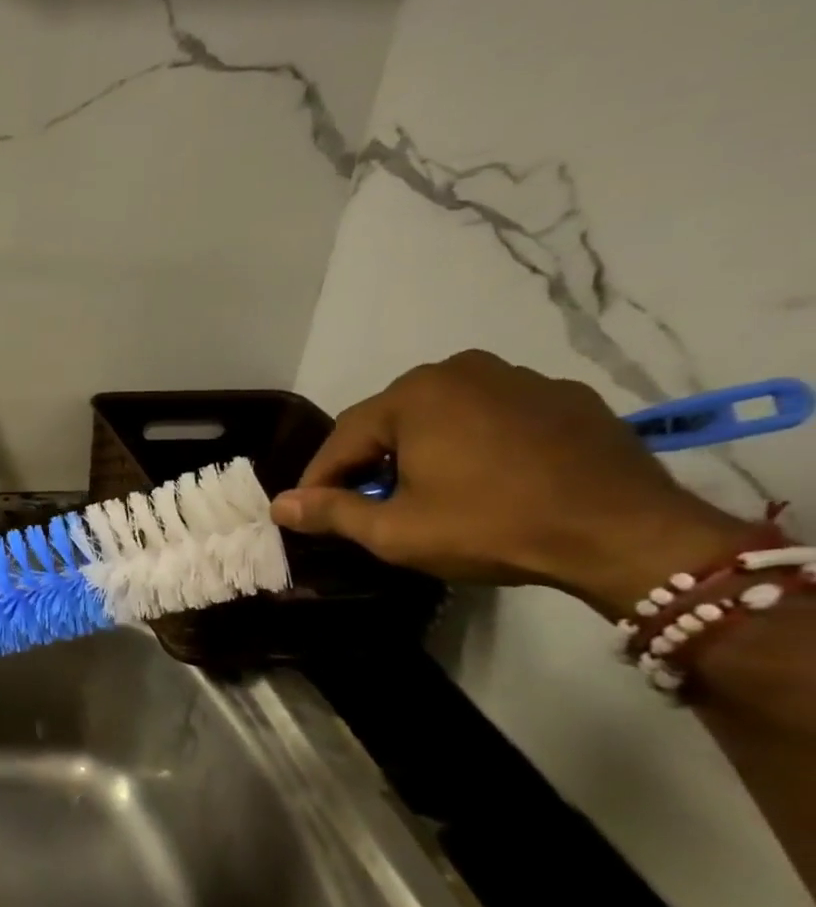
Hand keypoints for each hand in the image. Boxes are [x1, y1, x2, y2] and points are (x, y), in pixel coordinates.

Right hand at [270, 351, 752, 615]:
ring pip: (445, 415)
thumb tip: (278, 506)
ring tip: (427, 491)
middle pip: (393, 420)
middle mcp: (462, 370)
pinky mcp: (569, 399)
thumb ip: (330, 512)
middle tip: (368, 503)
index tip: (310, 510)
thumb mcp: (395, 530)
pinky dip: (477, 443)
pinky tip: (486, 479)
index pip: (345, 438)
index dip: (322, 478)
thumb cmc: (492, 526)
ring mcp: (522, 379)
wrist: (628, 536)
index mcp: (414, 394)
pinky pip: (496, 417)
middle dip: (373, 461)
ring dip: (423, 449)